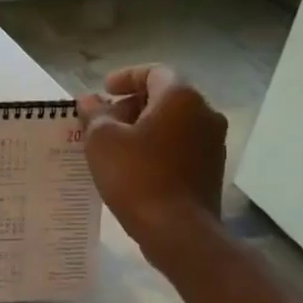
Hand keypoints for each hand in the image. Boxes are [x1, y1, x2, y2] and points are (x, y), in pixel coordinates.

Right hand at [77, 66, 226, 261]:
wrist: (178, 230)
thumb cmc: (136, 176)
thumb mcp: (102, 141)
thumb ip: (95, 114)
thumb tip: (89, 100)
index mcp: (181, 97)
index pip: (153, 72)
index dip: (125, 77)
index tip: (103, 91)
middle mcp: (205, 113)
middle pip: (165, 97)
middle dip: (131, 105)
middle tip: (103, 121)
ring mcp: (213, 143)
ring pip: (173, 124)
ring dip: (144, 128)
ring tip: (113, 147)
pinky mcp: (211, 169)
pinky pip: (180, 146)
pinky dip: (157, 147)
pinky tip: (133, 167)